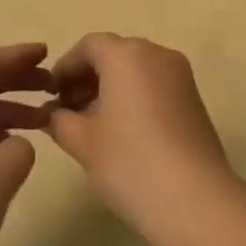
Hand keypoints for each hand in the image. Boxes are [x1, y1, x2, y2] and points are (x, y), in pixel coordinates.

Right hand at [45, 33, 231, 227]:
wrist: (195, 199)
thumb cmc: (130, 163)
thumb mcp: (83, 143)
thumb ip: (60, 121)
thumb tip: (52, 115)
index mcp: (127, 55)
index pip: (89, 46)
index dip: (66, 67)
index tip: (50, 95)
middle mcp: (157, 54)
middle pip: (114, 53)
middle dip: (87, 76)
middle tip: (67, 111)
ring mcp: (180, 75)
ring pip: (136, 68)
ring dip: (110, 86)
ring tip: (91, 124)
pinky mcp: (194, 97)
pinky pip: (155, 83)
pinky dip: (134, 95)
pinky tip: (121, 130)